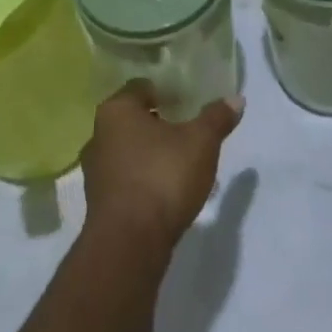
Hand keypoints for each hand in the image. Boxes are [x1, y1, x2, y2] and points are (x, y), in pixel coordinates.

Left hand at [81, 84, 243, 253]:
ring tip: (184, 164)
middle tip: (189, 131)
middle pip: (134, 120)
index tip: (188, 102)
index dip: (166, 91)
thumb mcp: (201, 143)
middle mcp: (99, 135)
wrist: (129, 244)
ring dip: (153, 154)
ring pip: (130, 151)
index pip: (141, 87)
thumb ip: (217, 118)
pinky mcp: (100, 202)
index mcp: (117, 110)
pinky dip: (146, 180)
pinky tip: (169, 192)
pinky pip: (127, 180)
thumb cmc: (162, 177)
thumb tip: (236, 98)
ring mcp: (96, 171)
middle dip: (160, 124)